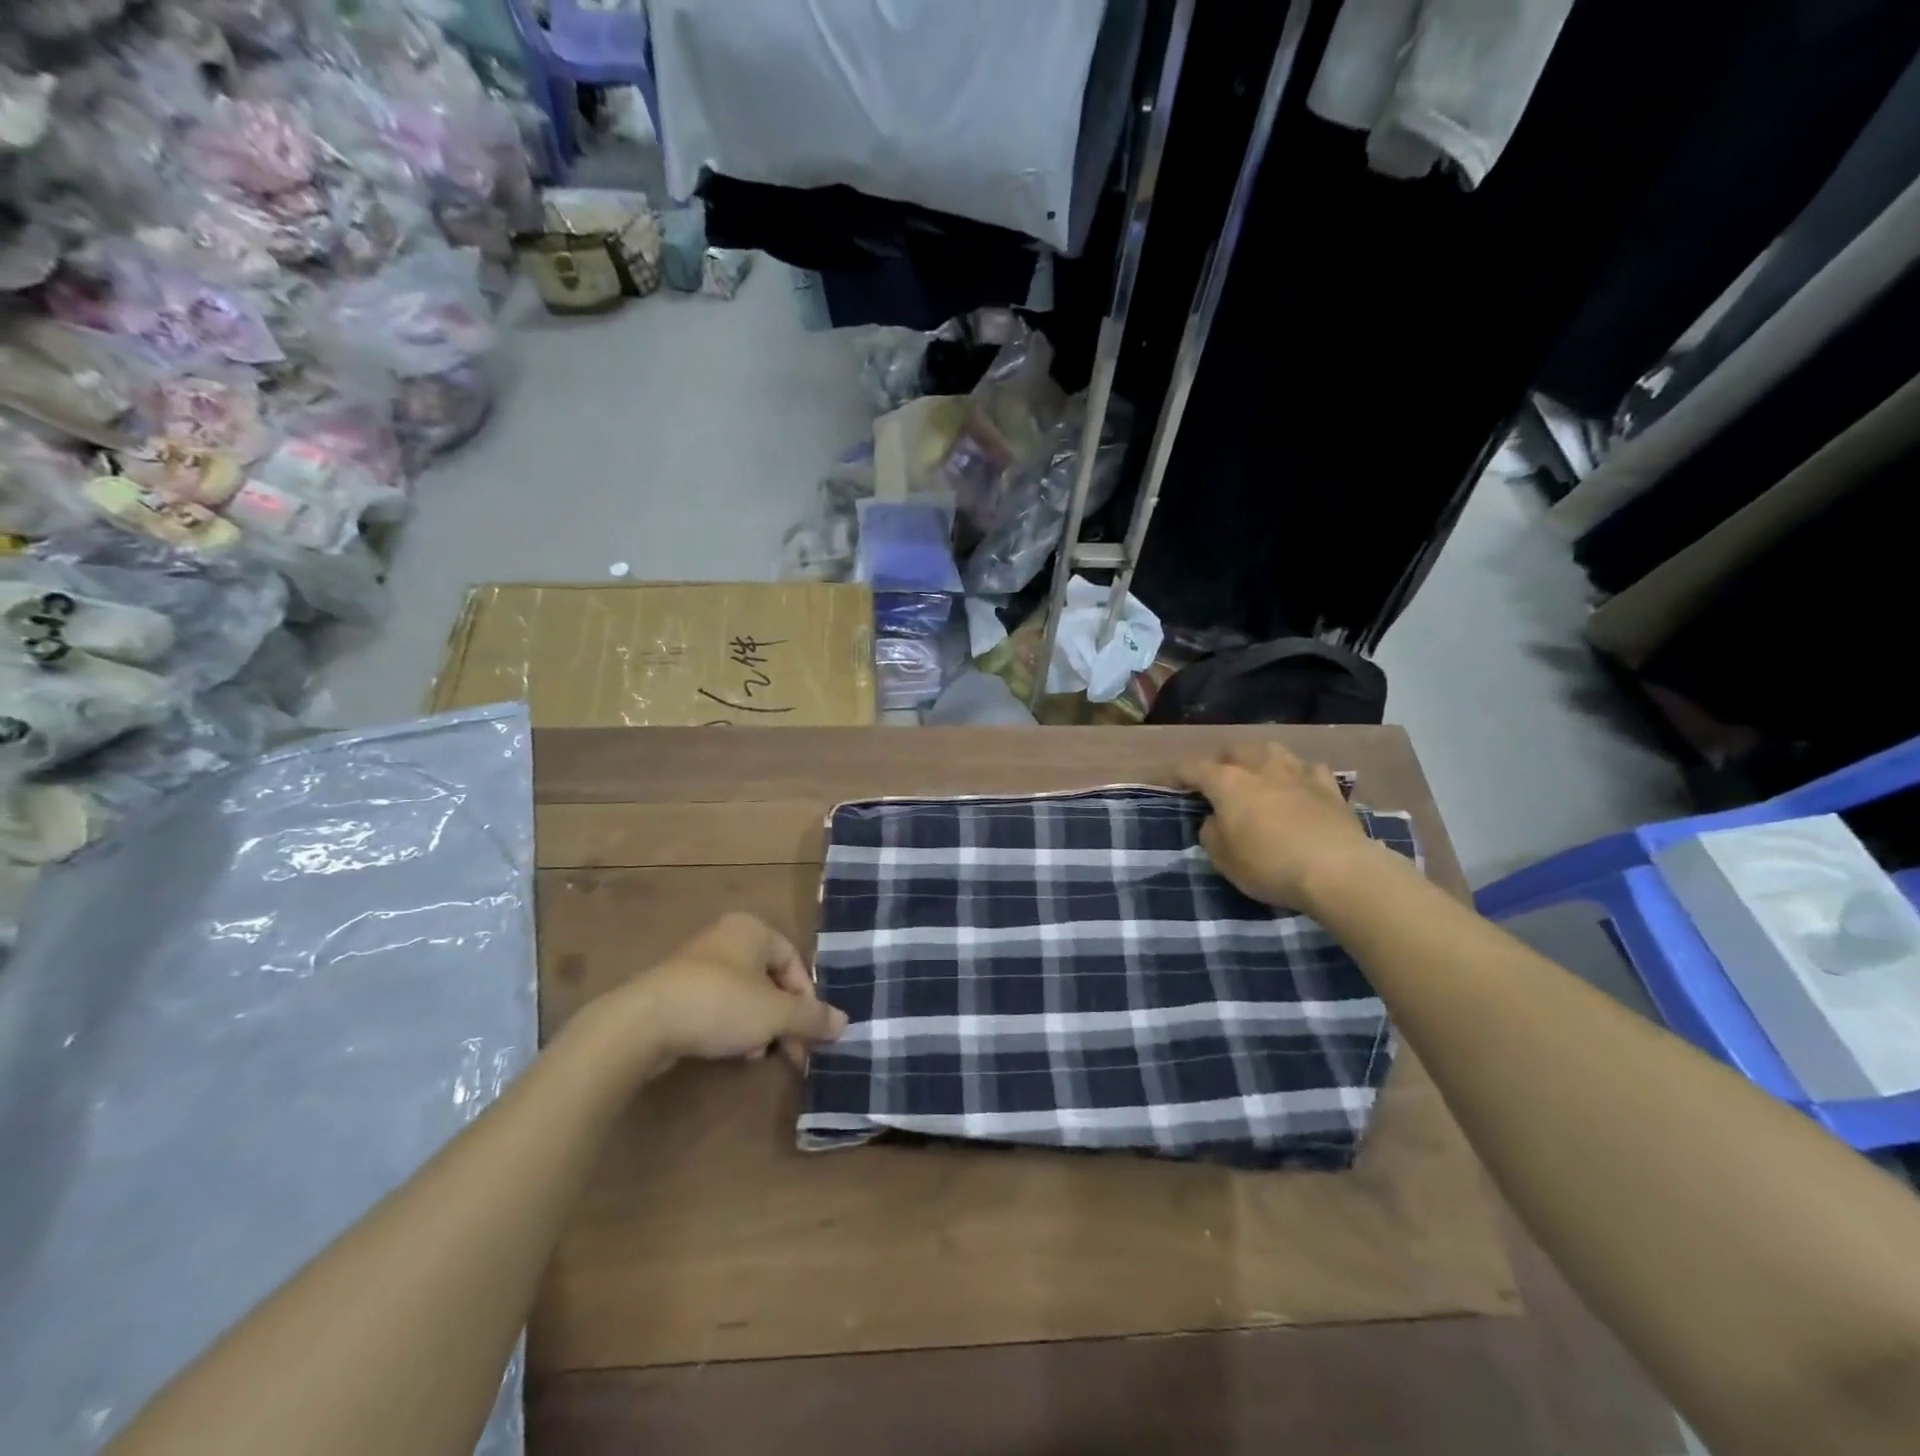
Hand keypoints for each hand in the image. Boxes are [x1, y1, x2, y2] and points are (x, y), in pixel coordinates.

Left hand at [619, 912, 848, 1072]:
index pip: (794, 961)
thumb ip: (812, 1018)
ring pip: (745, 995)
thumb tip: (844, 1023)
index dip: (807, 998)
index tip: (810, 1033)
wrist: (643, 1023)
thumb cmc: (721, 1004)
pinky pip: (718, 1005)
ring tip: (758, 1055)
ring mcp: (698, 963)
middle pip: (770, 980)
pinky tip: (732, 1052)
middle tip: (792, 1052)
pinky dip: (732, 1026)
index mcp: (753, 929)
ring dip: (759, 1026)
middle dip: (783, 1018)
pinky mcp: (676, 990)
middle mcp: (727, 938)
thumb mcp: (776, 1014)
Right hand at [1175, 742, 1380, 910]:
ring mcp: (1298, 772)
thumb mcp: (1223, 858)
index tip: (1169, 782)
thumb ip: (1212, 832)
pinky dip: (1297, 775)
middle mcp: (1260, 766)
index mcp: (1227, 781)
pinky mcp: (1329, 786)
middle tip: (1216, 781)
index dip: (1177, 774)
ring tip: (1257, 775)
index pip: (1193, 768)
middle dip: (1221, 762)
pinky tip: (1298, 786)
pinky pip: (1307, 770)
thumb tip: (1216, 819)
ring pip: (1271, 751)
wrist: (1338, 870)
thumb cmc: (1269, 864)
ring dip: (1258, 760)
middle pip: (1234, 752)